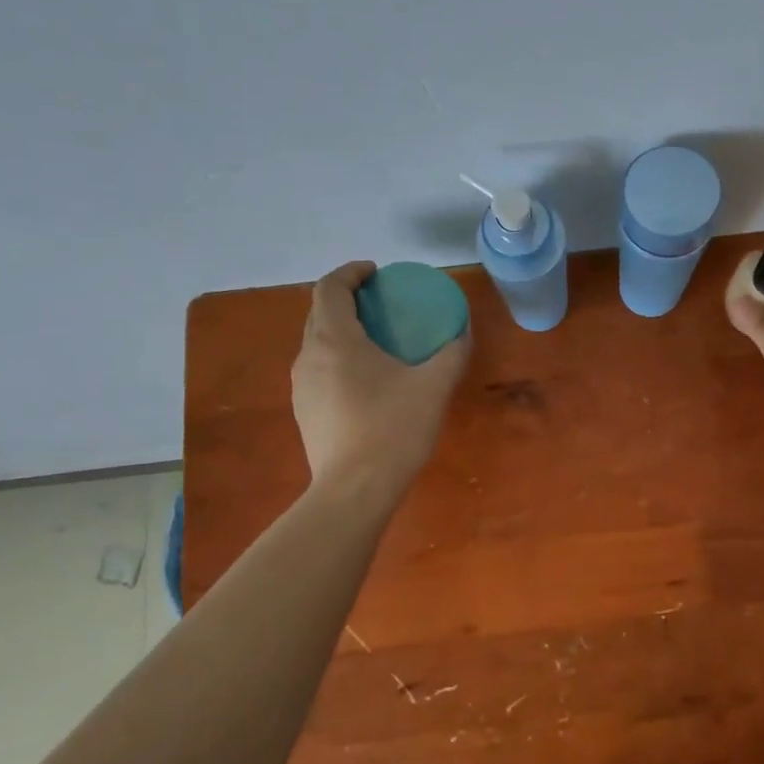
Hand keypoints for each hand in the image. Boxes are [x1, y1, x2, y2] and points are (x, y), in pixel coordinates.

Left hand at [291, 262, 469, 498]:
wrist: (354, 490)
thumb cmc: (394, 428)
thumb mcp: (434, 386)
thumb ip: (451, 352)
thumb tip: (462, 331)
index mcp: (335, 339)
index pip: (330, 287)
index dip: (351, 272)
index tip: (376, 273)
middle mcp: (309, 356)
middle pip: (320, 312)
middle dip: (347, 299)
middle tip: (381, 303)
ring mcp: (301, 386)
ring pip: (317, 342)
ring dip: (341, 329)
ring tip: (375, 340)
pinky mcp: (304, 410)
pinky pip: (318, 368)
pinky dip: (338, 357)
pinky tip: (365, 380)